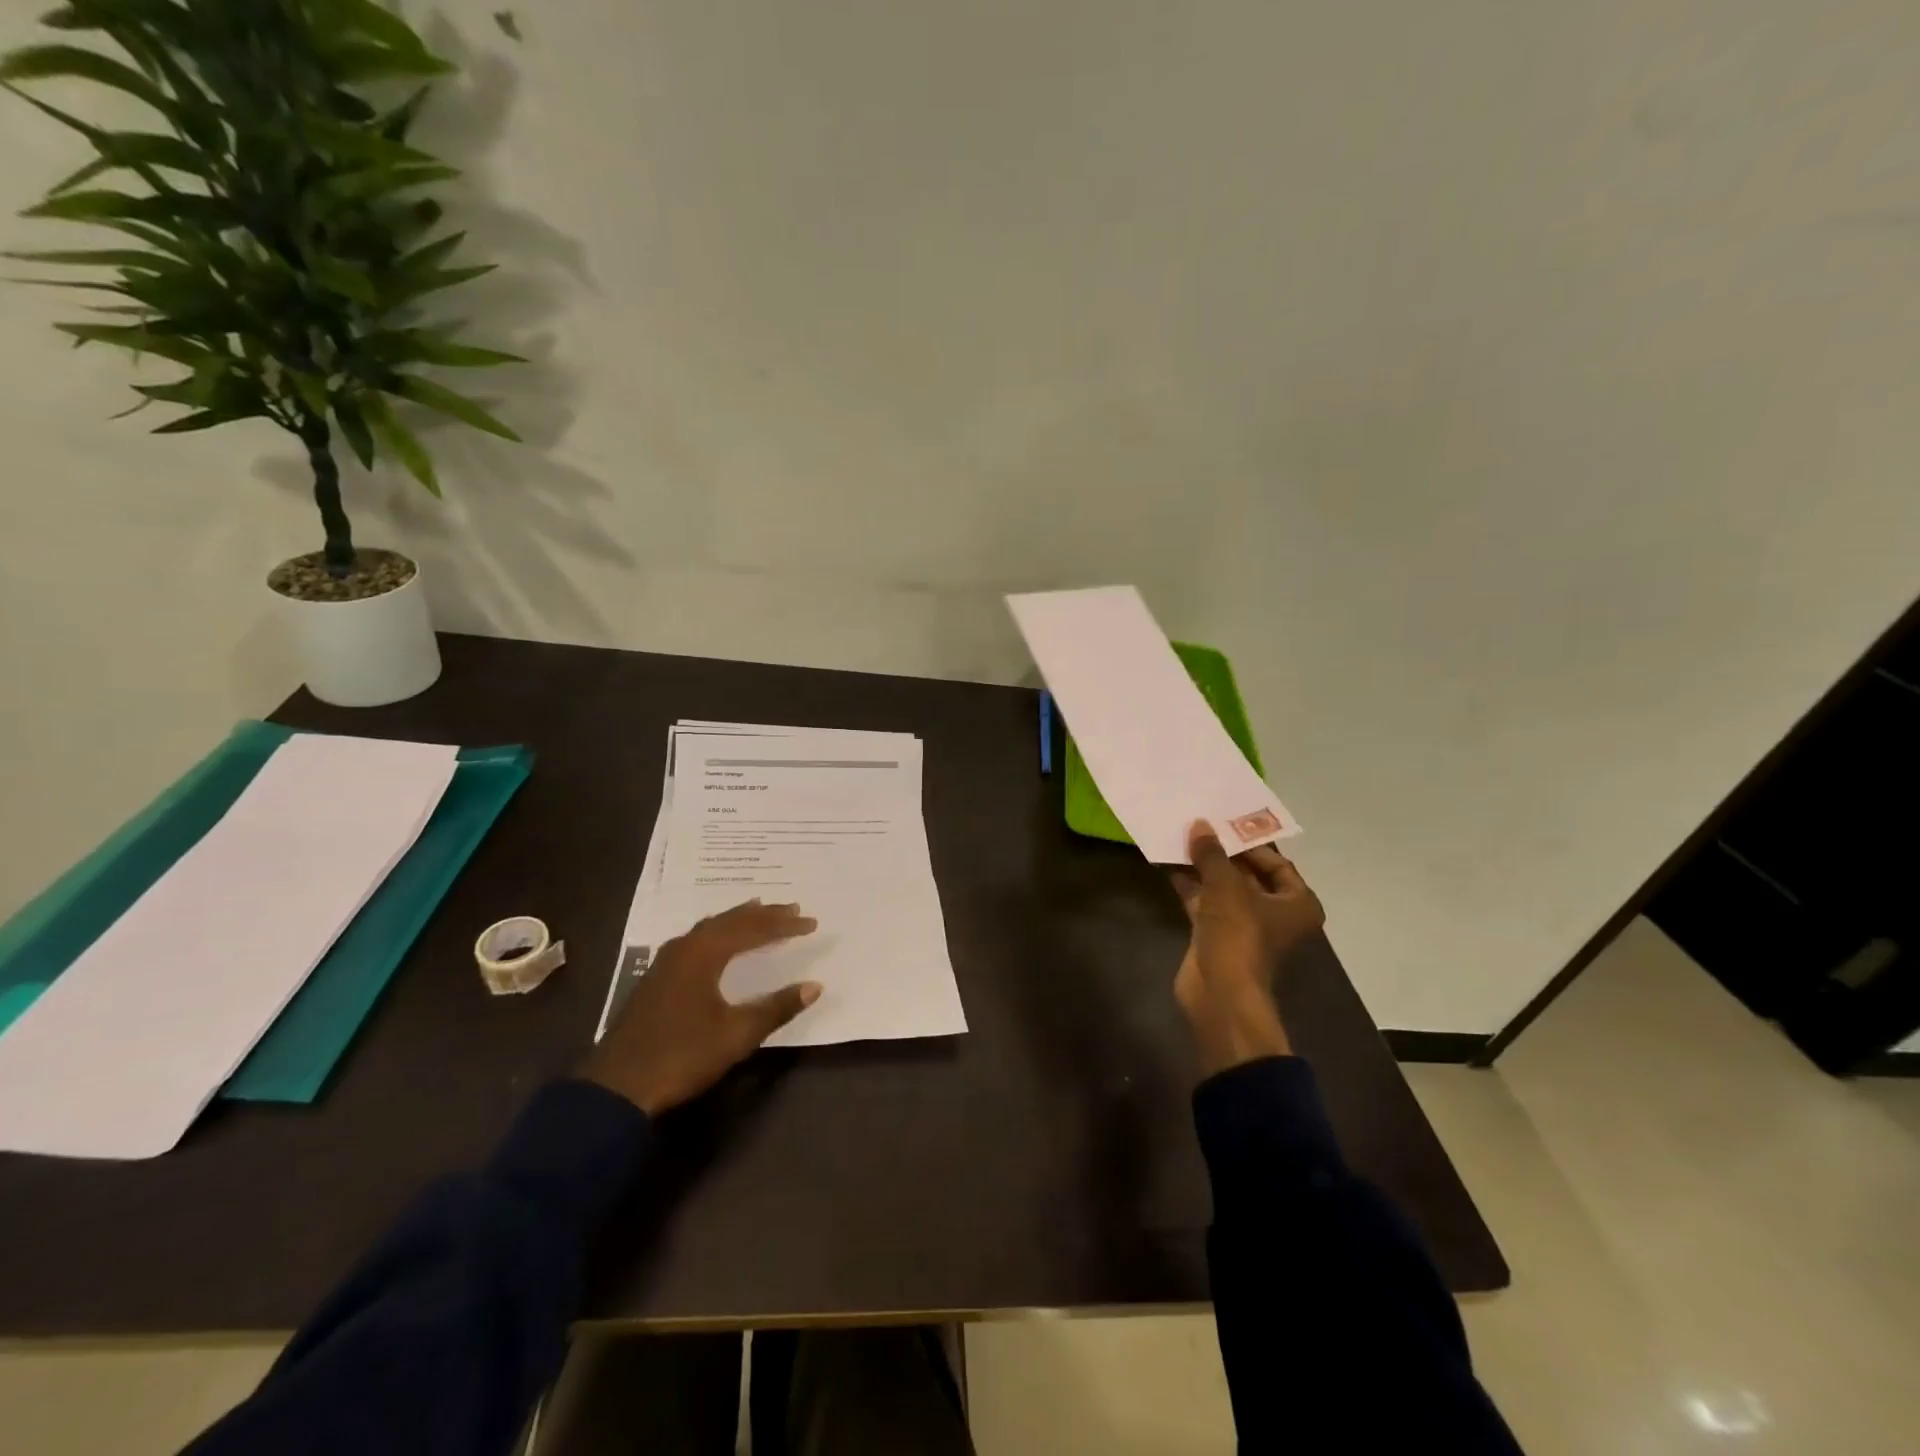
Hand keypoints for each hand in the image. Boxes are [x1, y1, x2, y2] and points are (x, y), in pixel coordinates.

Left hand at [582, 900, 821, 1114]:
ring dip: (738, 920)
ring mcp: (665, 962)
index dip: (783, 924)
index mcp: (704, 954)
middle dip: (762, 914)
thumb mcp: (736, 1035)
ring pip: (709, 928)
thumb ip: (776, 1007)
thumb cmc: (682, 1056)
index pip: (752, 928)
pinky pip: (696, 940)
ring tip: (759, 913)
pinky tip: (720, 943)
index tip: (810, 922)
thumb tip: (815, 986)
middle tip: (791, 907)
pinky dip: (718, 933)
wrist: (617, 1088)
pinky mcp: (656, 978)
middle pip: (729, 921)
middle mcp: (684, 948)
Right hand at [1169, 821, 1325, 1075]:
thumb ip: (1212, 854)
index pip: (1277, 863)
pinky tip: (1168, 864)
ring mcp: (1244, 926)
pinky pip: (1204, 902)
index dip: (1250, 842)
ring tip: (1179, 838)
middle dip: (1222, 852)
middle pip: (1248, 874)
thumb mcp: (1226, 886)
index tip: (1224, 823)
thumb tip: (1200, 825)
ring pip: (1223, 888)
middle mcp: (1275, 913)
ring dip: (1202, 867)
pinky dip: (1190, 885)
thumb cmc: (1239, 935)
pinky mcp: (1217, 935)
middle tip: (1199, 825)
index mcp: (1296, 903)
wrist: (1221, 994)